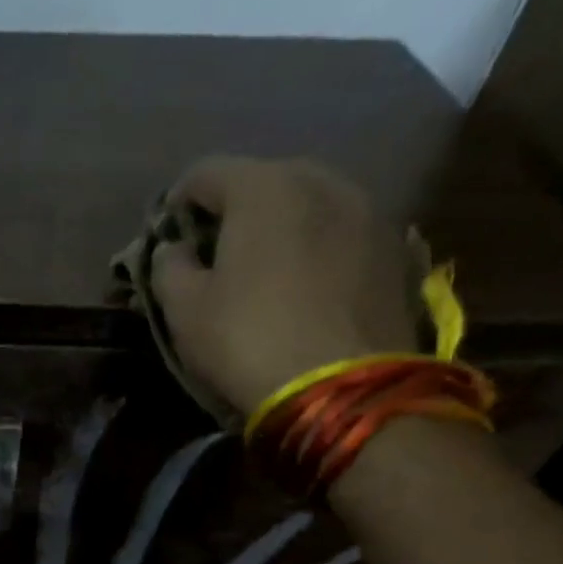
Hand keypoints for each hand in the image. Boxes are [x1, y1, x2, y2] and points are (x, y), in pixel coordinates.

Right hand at [149, 157, 419, 415]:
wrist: (345, 391)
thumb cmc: (249, 341)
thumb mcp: (184, 311)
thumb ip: (168, 267)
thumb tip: (174, 248)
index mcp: (264, 187)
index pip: (205, 173)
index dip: (176, 204)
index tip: (166, 239)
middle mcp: (323, 180)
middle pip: (263, 181)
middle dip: (233, 212)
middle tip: (215, 256)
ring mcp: (369, 211)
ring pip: (309, 205)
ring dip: (280, 228)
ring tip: (264, 272)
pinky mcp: (396, 249)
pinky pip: (341, 234)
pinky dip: (317, 249)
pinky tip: (306, 287)